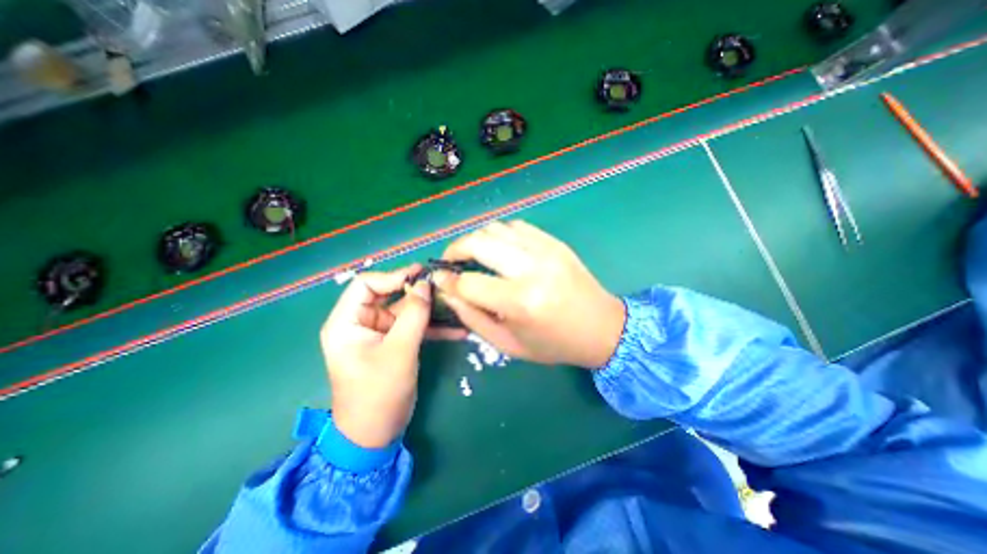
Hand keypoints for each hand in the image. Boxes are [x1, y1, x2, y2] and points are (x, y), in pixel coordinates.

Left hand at [319, 264, 468, 450]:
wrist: (376, 434)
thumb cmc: (379, 394)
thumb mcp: (398, 351)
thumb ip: (413, 315)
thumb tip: (425, 284)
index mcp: (347, 322)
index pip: (365, 284)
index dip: (393, 276)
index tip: (421, 275)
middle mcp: (361, 323)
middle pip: (389, 295)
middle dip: (416, 292)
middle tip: (442, 287)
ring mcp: (379, 334)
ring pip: (405, 311)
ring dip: (429, 309)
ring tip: (454, 304)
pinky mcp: (394, 344)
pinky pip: (413, 328)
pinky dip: (432, 327)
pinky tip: (456, 329)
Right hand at [432, 219, 623, 367]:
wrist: (601, 327)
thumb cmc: (554, 344)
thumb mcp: (508, 344)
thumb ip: (473, 318)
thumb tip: (447, 291)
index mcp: (520, 302)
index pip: (468, 283)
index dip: (447, 281)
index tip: (439, 280)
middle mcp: (531, 269)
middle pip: (478, 243)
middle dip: (455, 249)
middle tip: (450, 261)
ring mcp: (545, 250)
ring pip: (495, 228)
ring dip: (477, 239)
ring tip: (474, 255)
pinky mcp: (554, 242)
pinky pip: (516, 226)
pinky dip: (500, 234)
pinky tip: (500, 249)